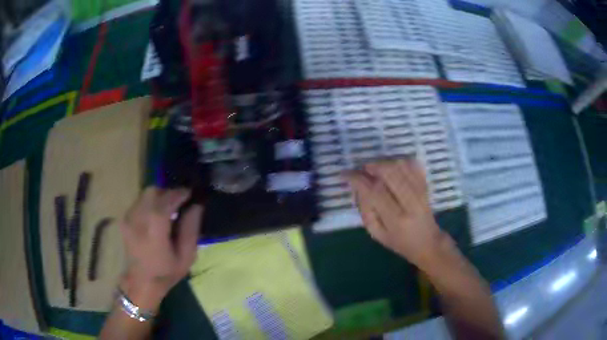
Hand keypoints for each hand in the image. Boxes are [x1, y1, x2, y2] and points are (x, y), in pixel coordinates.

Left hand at [119, 187, 202, 309]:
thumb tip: (196, 206)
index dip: (179, 193)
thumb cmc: (166, 272)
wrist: (141, 281)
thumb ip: (191, 229)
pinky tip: (156, 216)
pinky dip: (150, 203)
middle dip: (168, 193)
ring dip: (159, 197)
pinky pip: (140, 201)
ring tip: (169, 209)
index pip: (165, 201)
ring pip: (145, 194)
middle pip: (153, 192)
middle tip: (180, 202)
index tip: (190, 193)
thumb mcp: (186, 257)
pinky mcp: (124, 218)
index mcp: (153, 232)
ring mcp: (128, 218)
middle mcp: (137, 220)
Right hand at [345, 159, 451, 268]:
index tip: (346, 174)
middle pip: (390, 173)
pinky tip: (391, 167)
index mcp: (396, 219)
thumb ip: (366, 211)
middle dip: (372, 166)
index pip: (375, 192)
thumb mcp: (377, 234)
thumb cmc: (399, 242)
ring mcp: (421, 192)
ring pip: (402, 166)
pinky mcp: (426, 186)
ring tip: (375, 168)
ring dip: (384, 162)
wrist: (428, 242)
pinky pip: (413, 165)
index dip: (358, 179)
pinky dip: (400, 161)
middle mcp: (410, 203)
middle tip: (362, 169)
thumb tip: (358, 187)